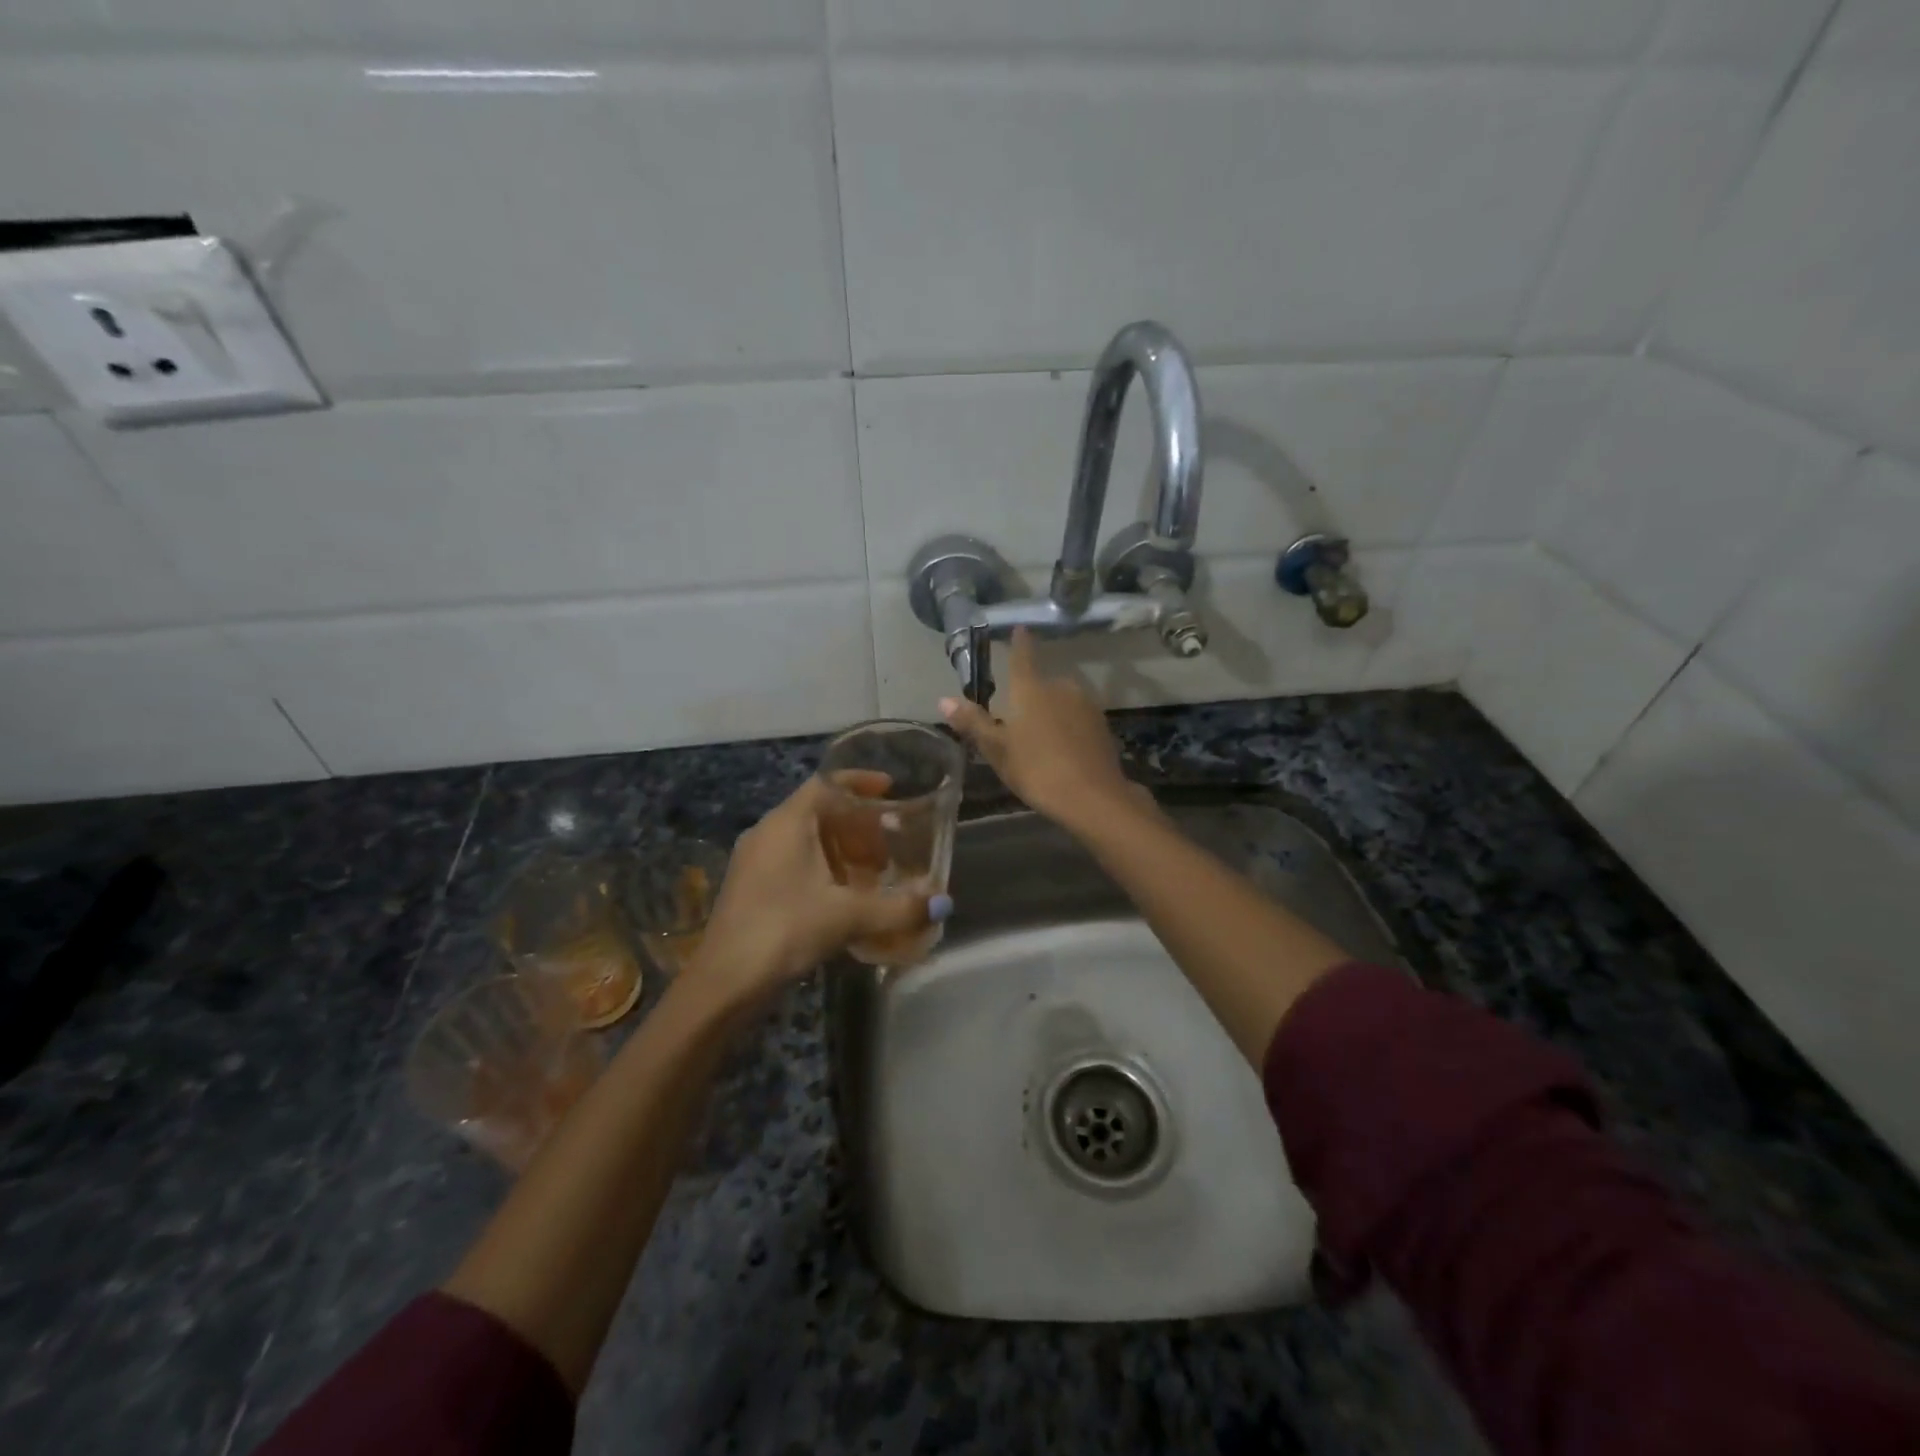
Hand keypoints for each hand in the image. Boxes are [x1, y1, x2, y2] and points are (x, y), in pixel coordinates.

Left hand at [686, 777, 949, 1005]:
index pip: (825, 783)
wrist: (724, 983)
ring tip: (874, 873)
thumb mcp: (847, 916)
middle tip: (891, 844)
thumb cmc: (784, 930)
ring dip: (842, 849)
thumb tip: (943, 903)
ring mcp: (755, 861)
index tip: (891, 790)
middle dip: (858, 824)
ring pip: (807, 839)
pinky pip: (795, 862)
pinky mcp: (752, 888)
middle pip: (819, 811)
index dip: (860, 782)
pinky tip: (844, 898)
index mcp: (787, 823)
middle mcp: (768, 833)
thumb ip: (898, 907)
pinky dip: (824, 868)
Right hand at [940, 628, 1138, 832]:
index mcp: (1031, 689)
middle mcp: (1061, 687)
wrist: (1093, 797)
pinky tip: (1062, 749)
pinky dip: (1067, 726)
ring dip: (1049, 712)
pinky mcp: (1101, 724)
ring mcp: (1085, 704)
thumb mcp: (997, 750)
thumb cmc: (1037, 770)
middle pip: (1041, 684)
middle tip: (1017, 722)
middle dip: (1029, 696)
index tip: (1019, 629)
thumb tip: (943, 699)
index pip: (1022, 656)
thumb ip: (973, 722)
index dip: (1019, 642)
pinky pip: (1076, 717)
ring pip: (1060, 701)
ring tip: (1039, 741)